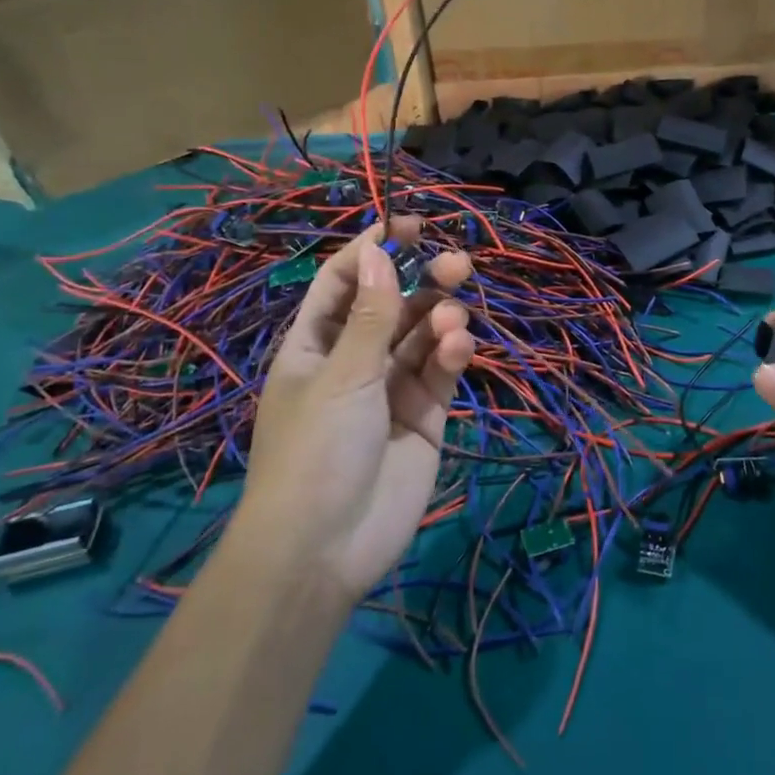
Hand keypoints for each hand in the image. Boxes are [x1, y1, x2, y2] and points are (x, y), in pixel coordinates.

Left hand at [239, 217, 473, 604]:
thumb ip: (369, 315)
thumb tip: (379, 251)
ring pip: (423, 335)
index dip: (373, 249)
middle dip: (423, 280)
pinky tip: (458, 348)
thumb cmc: (316, 451)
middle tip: (457, 262)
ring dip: (441, 318)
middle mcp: (355, 359)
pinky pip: (442, 372)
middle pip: (393, 304)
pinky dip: (453, 355)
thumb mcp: (341, 376)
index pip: (344, 281)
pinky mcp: (425, 415)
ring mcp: (392, 388)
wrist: (325, 550)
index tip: (410, 225)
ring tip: (454, 319)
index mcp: (316, 344)